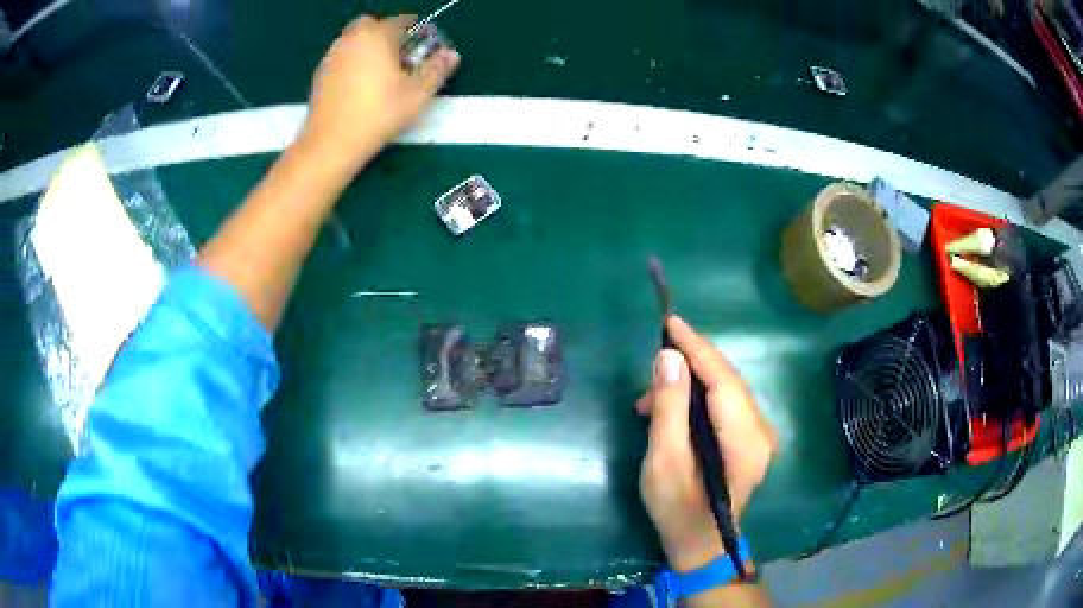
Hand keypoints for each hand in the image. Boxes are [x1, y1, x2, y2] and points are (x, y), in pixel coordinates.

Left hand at [298, 14, 459, 175]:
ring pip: (354, 40)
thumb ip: (436, 70)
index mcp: (377, 36)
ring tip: (381, 72)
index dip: (416, 31)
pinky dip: (352, 62)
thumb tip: (451, 55)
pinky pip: (342, 57)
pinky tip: (360, 86)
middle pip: (371, 25)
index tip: (424, 46)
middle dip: (386, 34)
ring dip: (368, 47)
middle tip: (399, 56)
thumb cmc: (378, 114)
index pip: (401, 22)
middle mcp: (352, 39)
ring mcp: (332, 56)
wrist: (331, 143)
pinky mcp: (320, 74)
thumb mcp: (418, 94)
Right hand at [637, 316, 777, 571]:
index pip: (723, 379)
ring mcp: (759, 434)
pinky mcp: (751, 439)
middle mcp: (761, 430)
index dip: (697, 347)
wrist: (700, 545)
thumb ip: (669, 409)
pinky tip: (671, 410)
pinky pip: (726, 403)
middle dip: (689, 364)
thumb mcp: (664, 462)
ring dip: (690, 384)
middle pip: (728, 380)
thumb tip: (670, 357)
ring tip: (650, 401)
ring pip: (726, 390)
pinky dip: (698, 398)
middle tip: (650, 370)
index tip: (671, 321)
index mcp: (745, 439)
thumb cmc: (677, 510)